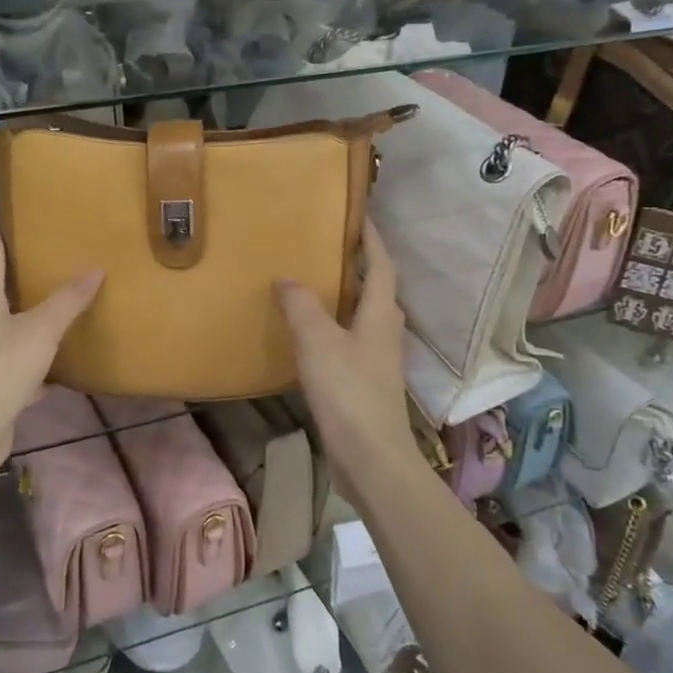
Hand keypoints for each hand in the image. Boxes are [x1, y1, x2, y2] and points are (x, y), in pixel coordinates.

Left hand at [0, 226, 102, 471]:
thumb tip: (96, 268)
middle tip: (51, 254)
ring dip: (34, 318)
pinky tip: (63, 364)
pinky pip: (24, 366)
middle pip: (0, 292)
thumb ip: (67, 301)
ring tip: (63, 304)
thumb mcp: (40, 329)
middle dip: (22, 274)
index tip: (5, 209)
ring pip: (14, 330)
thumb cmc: (0, 369)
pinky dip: (43, 364)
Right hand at [275, 222, 411, 475]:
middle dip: (359, 265)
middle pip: (376, 289)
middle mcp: (386, 331)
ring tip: (315, 285)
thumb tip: (287, 278)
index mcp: (380, 314)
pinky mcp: (368, 383)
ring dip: (346, 297)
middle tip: (328, 247)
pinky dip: (336, 327)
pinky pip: (353, 341)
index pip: (381, 264)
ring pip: (364, 316)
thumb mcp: (318, 341)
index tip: (359, 214)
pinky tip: (313, 335)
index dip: (372, 238)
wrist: (372, 458)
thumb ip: (301, 306)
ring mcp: (380, 359)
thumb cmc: (348, 392)